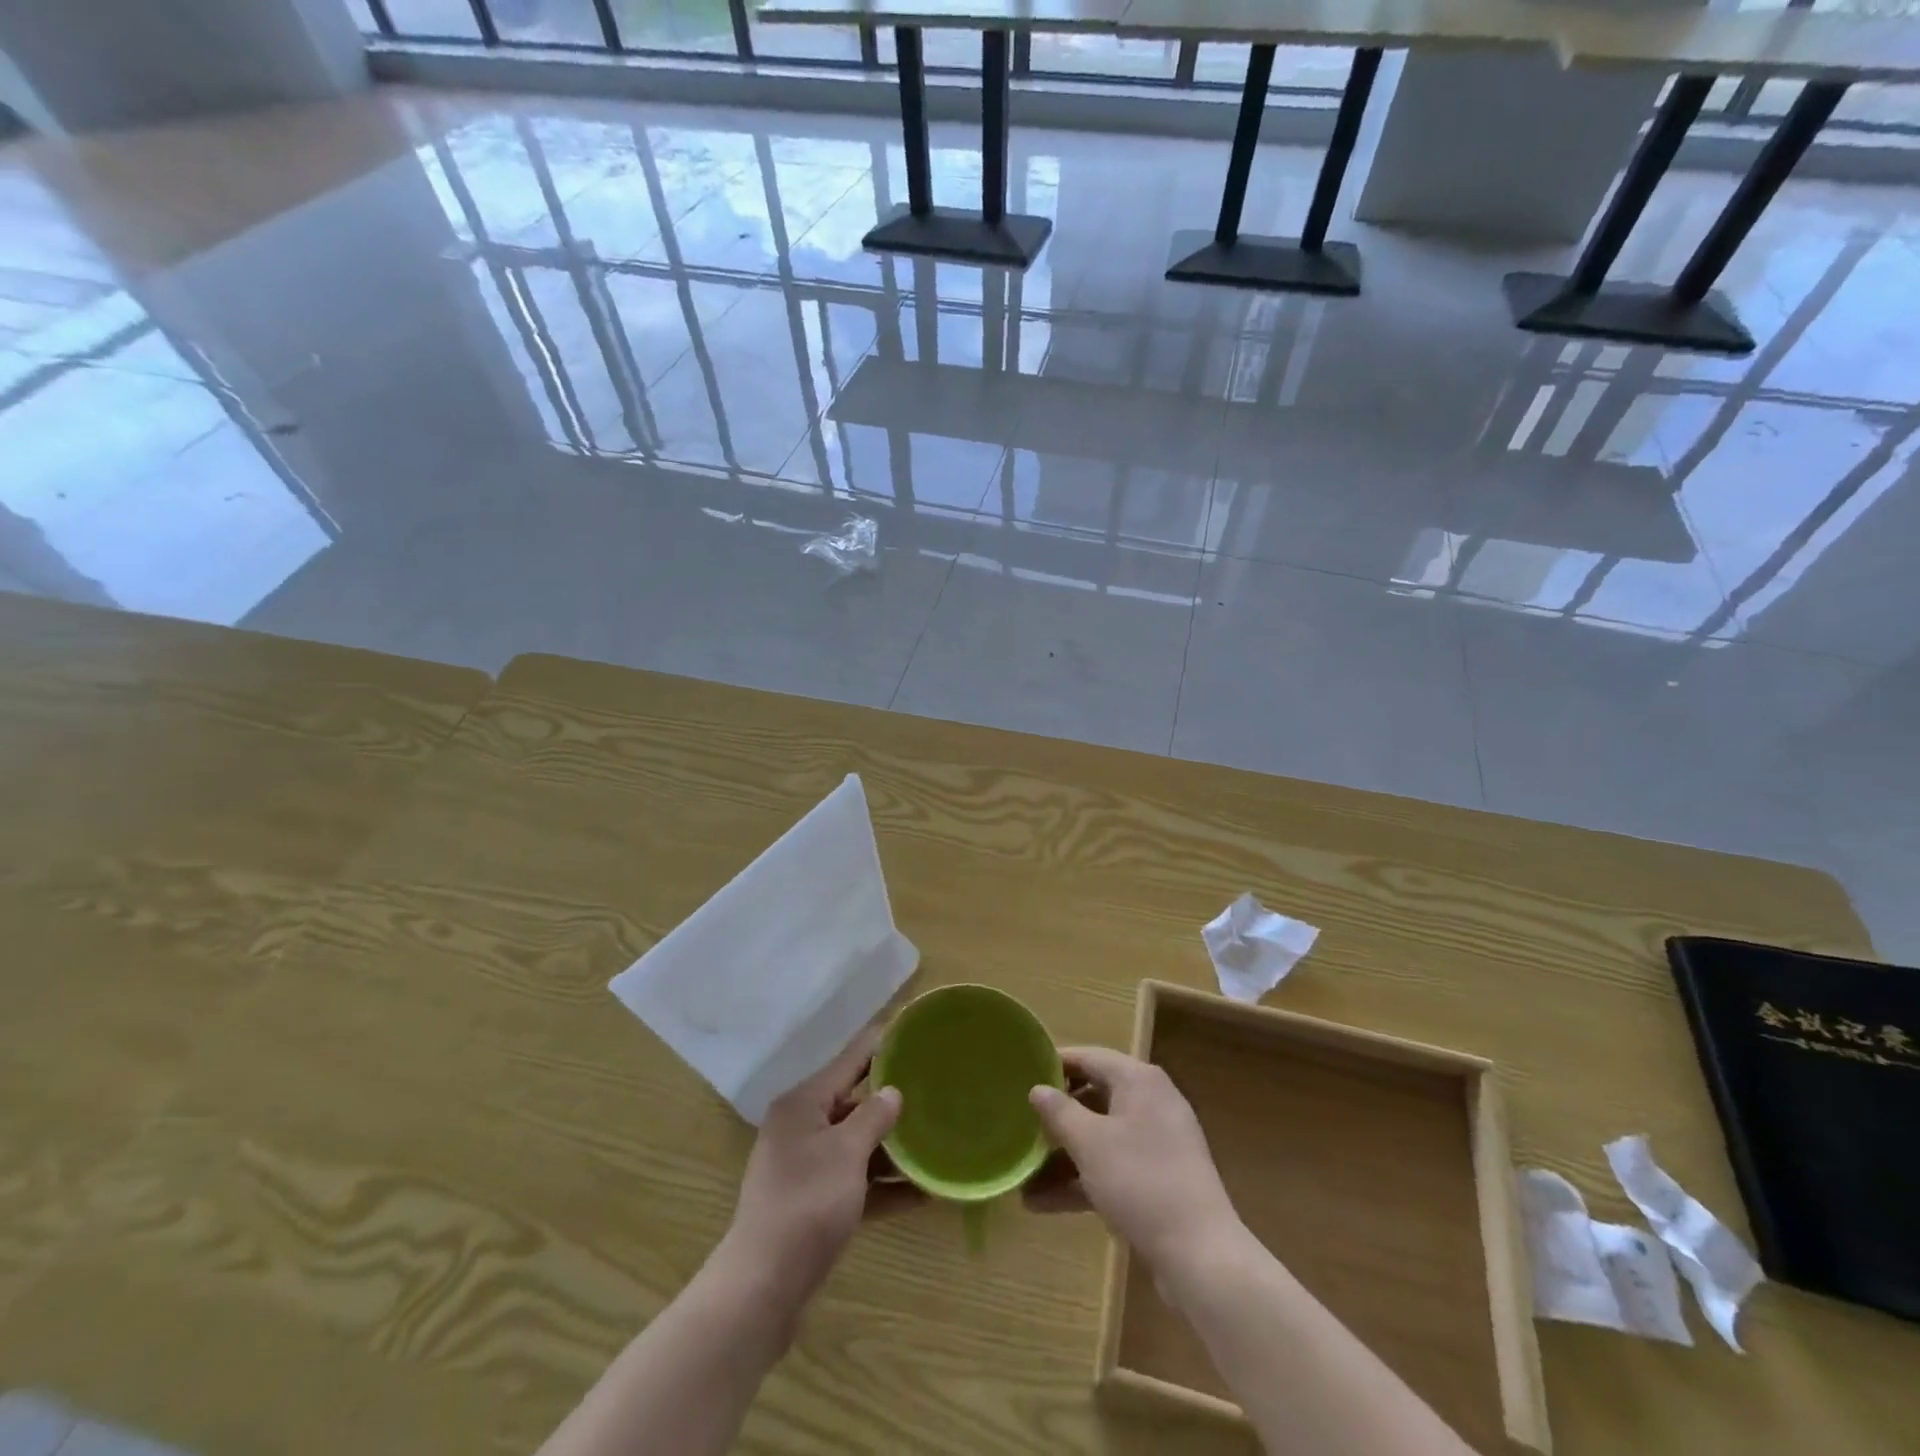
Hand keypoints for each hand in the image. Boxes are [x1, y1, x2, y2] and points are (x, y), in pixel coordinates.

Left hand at [721, 1025, 921, 1304]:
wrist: (763, 1287)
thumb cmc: (807, 1203)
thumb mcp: (847, 1153)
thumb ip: (874, 1117)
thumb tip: (893, 1092)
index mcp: (803, 1104)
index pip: (849, 1062)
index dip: (880, 1046)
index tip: (912, 1032)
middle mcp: (802, 1128)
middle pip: (854, 1104)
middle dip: (892, 1103)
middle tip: (934, 1091)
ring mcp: (807, 1168)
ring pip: (858, 1146)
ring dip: (893, 1150)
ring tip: (937, 1143)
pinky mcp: (814, 1204)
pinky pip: (856, 1183)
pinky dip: (883, 1187)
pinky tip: (923, 1194)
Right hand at [1025, 1047, 1242, 1274]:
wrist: (1200, 1256)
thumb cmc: (1141, 1181)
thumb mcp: (1090, 1143)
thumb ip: (1059, 1112)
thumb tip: (1037, 1089)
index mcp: (1139, 1081)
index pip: (1090, 1057)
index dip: (1055, 1063)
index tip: (1021, 1072)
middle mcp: (1151, 1103)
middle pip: (1094, 1098)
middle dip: (1056, 1117)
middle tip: (1020, 1123)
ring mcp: (1157, 1143)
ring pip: (1101, 1138)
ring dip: (1063, 1157)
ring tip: (1022, 1176)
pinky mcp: (1158, 1180)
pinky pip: (1112, 1167)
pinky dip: (1082, 1180)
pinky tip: (1043, 1203)